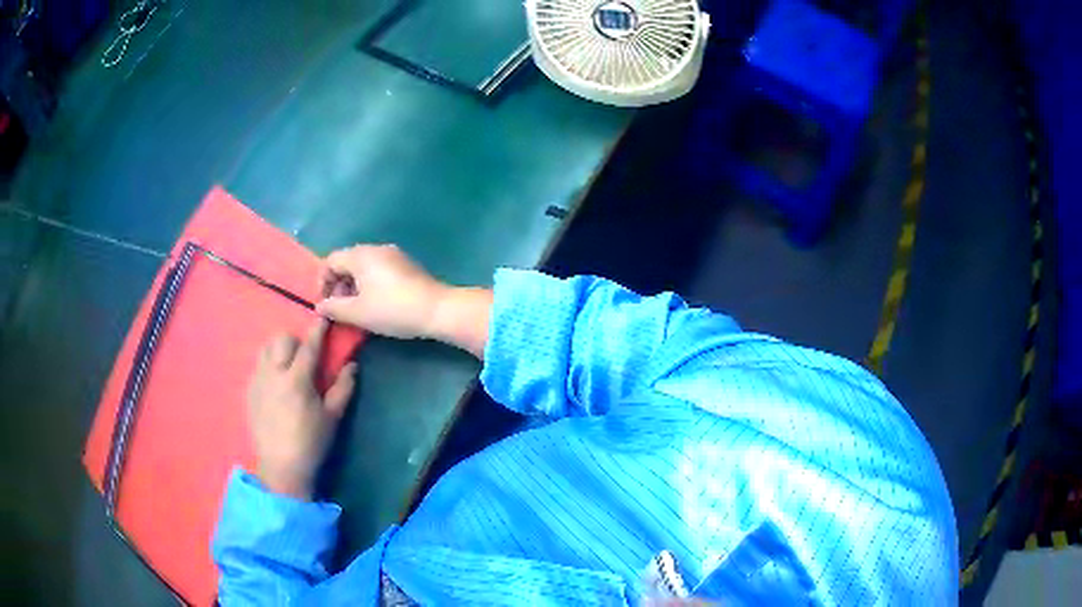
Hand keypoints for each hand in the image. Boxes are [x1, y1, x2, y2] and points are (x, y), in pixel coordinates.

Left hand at [247, 319, 356, 499]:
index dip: (318, 330)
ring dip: (279, 349)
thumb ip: (343, 388)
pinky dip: (269, 365)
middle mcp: (274, 374)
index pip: (308, 346)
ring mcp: (258, 381)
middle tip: (305, 355)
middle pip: (281, 339)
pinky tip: (276, 383)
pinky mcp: (249, 391)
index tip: (324, 319)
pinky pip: (258, 366)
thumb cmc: (311, 443)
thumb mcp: (332, 417)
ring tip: (288, 365)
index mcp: (297, 380)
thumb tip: (352, 366)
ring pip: (265, 349)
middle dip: (295, 340)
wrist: (281, 467)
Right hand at [315, 244, 447, 338]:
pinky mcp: (406, 265)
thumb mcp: (358, 313)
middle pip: (347, 261)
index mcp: (361, 255)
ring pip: (364, 266)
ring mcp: (394, 255)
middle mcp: (376, 248)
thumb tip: (320, 307)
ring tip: (357, 308)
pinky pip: (379, 269)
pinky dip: (370, 283)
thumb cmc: (392, 309)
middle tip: (340, 308)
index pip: (331, 260)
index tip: (325, 304)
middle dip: (339, 284)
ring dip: (354, 285)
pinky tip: (376, 303)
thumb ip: (334, 308)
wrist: (437, 309)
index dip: (322, 282)